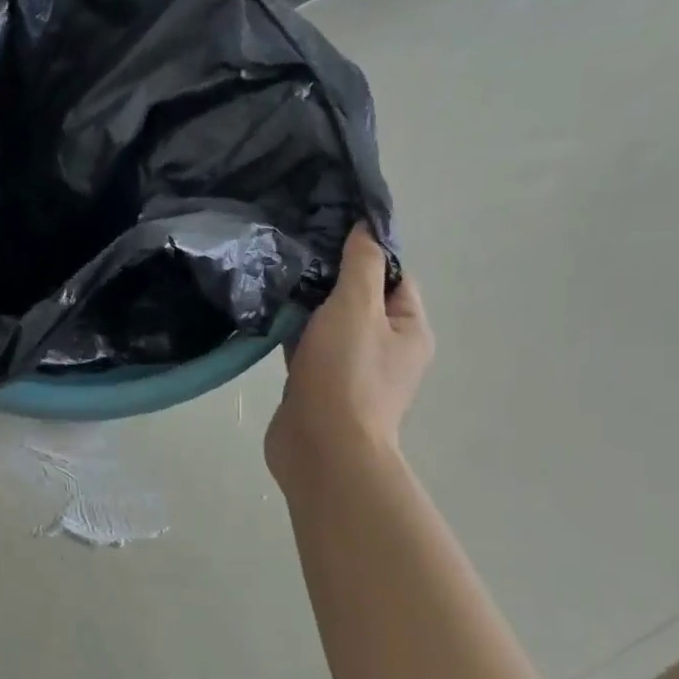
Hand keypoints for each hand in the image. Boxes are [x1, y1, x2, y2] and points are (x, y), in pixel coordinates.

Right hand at [266, 226, 432, 491]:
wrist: (322, 449)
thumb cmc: (347, 374)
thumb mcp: (357, 308)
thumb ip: (362, 265)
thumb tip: (366, 229)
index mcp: (409, 330)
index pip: (394, 278)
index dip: (366, 255)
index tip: (327, 235)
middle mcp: (386, 351)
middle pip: (360, 302)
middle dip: (331, 280)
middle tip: (295, 254)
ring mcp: (351, 372)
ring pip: (330, 327)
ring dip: (308, 309)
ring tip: (277, 278)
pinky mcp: (319, 389)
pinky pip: (308, 351)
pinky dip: (293, 336)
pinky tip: (269, 317)